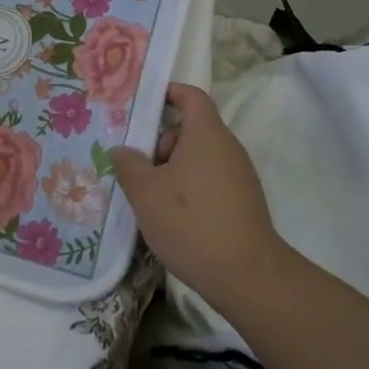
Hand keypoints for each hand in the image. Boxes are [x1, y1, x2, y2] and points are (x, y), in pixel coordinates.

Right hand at [111, 83, 288, 309]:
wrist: (246, 275)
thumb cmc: (190, 222)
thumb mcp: (145, 192)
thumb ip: (129, 164)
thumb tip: (123, 150)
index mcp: (206, 134)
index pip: (190, 95)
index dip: (168, 93)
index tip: (143, 107)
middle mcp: (227, 147)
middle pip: (190, 130)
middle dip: (161, 144)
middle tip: (138, 171)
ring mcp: (239, 175)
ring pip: (198, 158)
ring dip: (172, 171)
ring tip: (150, 200)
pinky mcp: (243, 201)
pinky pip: (209, 180)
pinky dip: (189, 189)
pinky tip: (173, 219)